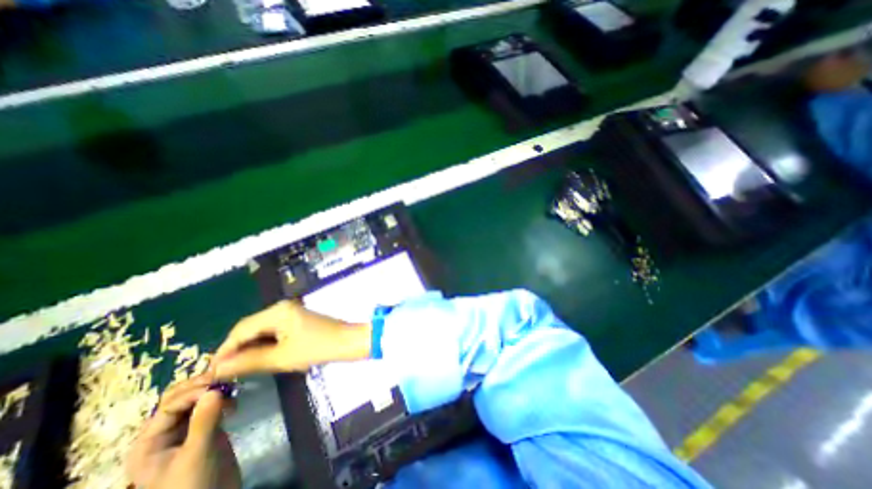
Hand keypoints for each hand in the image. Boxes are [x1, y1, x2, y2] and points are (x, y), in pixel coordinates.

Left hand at [126, 375, 240, 488]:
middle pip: (180, 397)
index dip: (194, 392)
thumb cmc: (194, 484)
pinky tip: (235, 401)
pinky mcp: (206, 427)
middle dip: (203, 385)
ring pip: (196, 398)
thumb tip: (215, 389)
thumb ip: (204, 421)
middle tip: (227, 380)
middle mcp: (165, 432)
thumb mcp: (198, 454)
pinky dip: (222, 397)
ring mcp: (186, 429)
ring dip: (214, 389)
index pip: (170, 405)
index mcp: (149, 442)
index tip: (221, 386)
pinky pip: (210, 404)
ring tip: (233, 390)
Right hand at [216, 300, 373, 379]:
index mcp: (277, 311)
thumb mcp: (281, 357)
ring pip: (261, 329)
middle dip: (236, 349)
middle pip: (250, 327)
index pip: (241, 329)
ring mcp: (290, 312)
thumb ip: (248, 361)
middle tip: (224, 373)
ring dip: (249, 347)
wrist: (348, 341)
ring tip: (238, 369)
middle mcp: (282, 307)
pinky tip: (258, 358)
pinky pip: (273, 330)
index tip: (210, 373)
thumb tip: (216, 369)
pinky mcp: (296, 319)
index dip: (224, 351)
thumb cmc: (317, 348)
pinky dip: (264, 343)